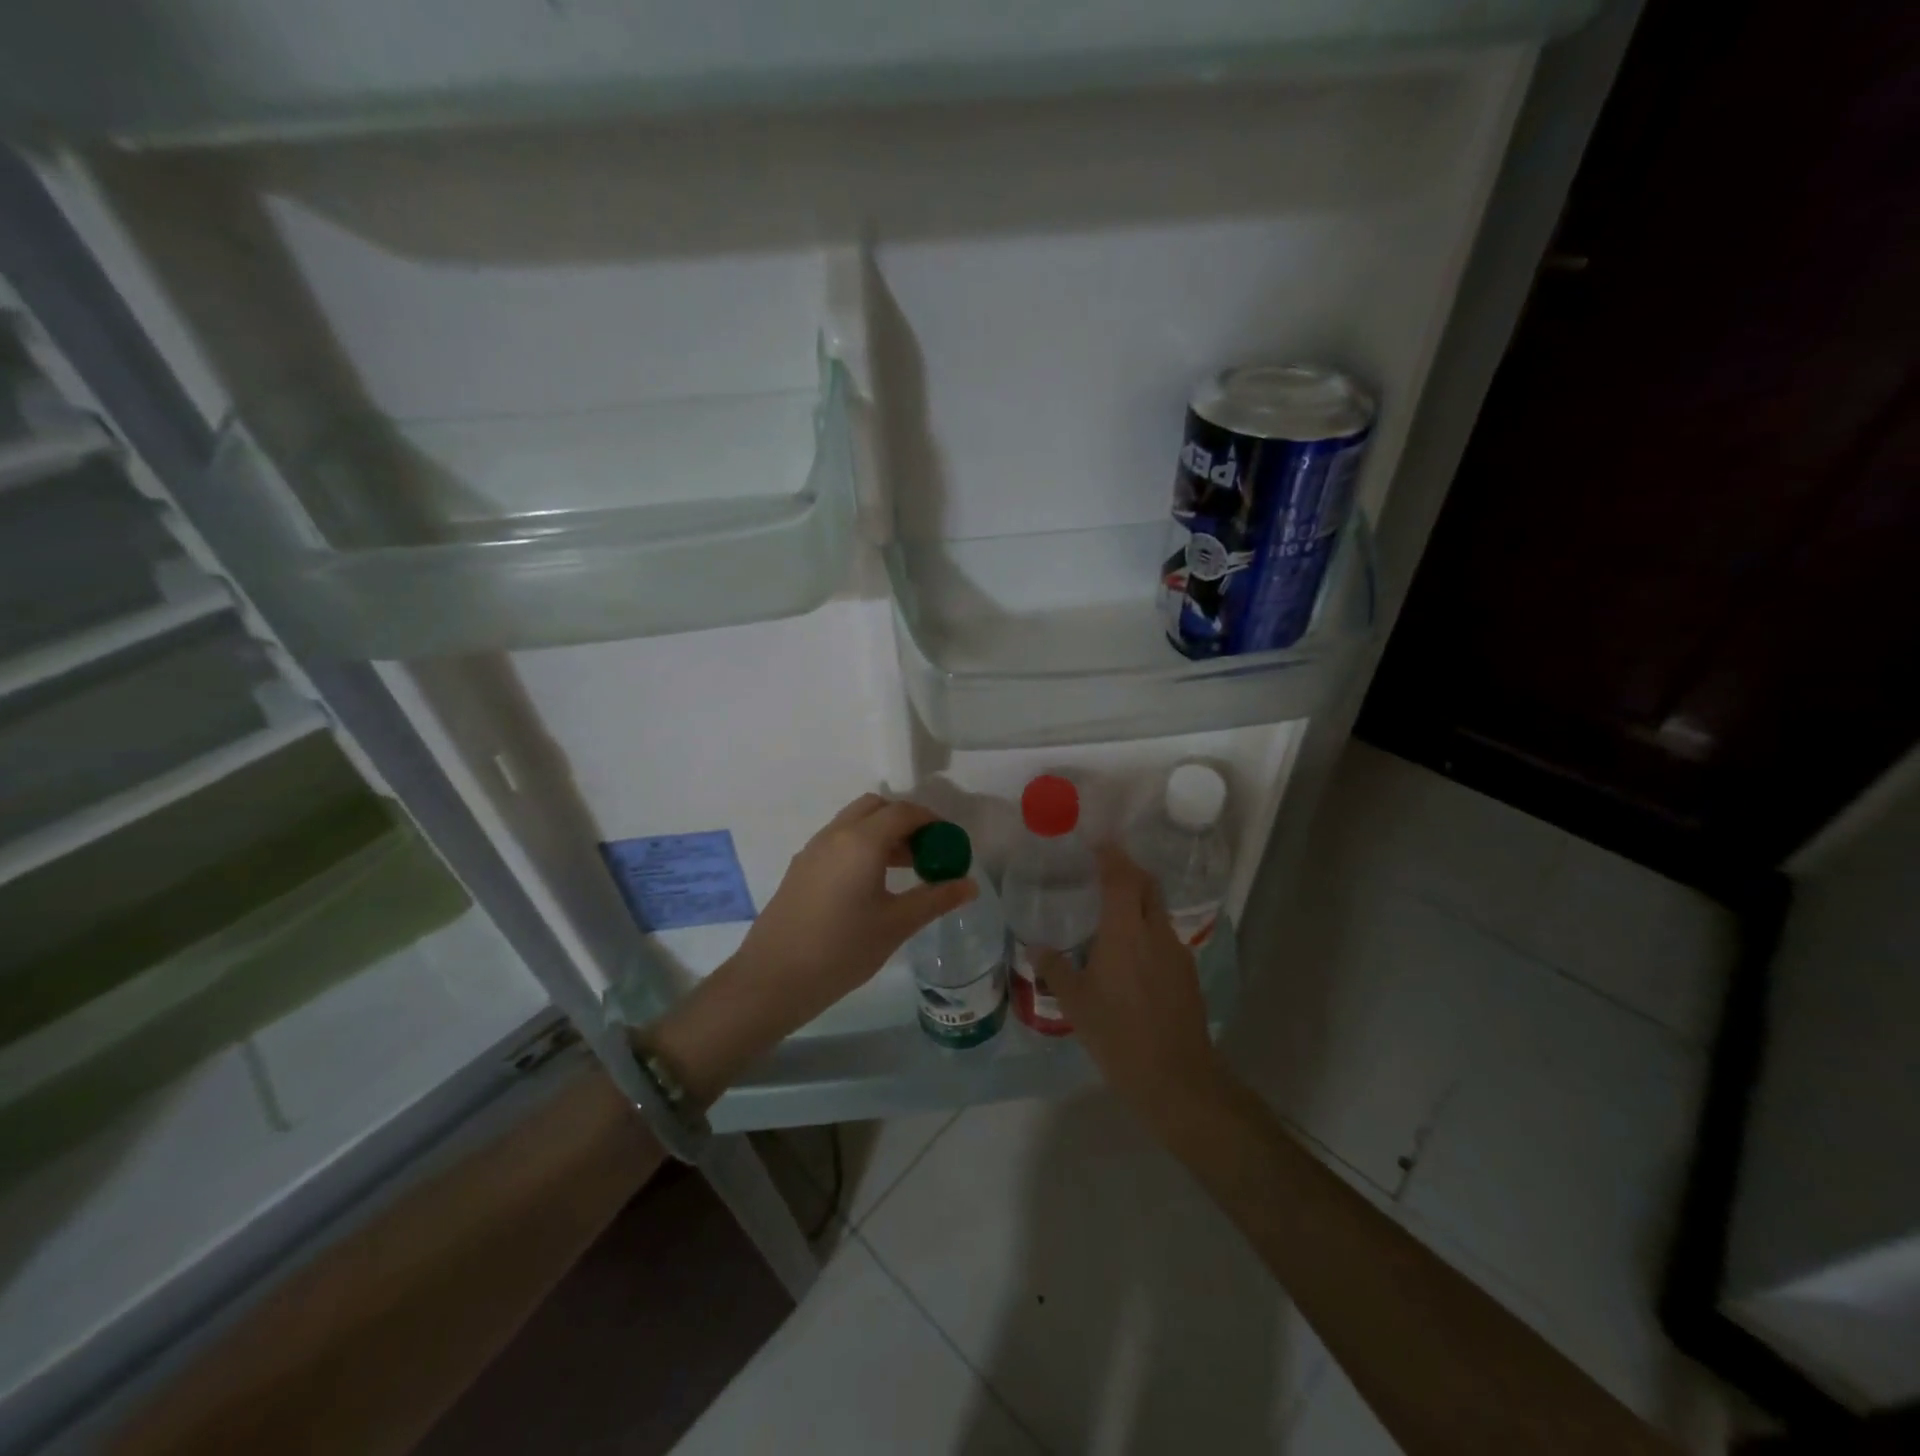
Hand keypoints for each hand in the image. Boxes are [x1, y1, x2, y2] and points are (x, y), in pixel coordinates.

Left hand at [641, 794, 976, 1103]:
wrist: (773, 979)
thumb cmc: (842, 950)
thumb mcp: (896, 925)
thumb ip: (935, 899)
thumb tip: (969, 884)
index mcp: (862, 841)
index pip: (905, 812)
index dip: (933, 822)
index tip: (950, 844)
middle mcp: (835, 834)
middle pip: (876, 808)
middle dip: (905, 822)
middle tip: (926, 853)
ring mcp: (813, 849)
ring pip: (854, 822)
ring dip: (882, 834)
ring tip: (904, 871)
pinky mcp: (800, 868)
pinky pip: (838, 841)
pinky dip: (861, 846)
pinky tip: (870, 885)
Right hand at [1040, 847, 1231, 1135]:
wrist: (1176, 1077)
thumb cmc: (1118, 1035)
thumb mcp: (1076, 1003)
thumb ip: (1055, 969)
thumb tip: (1036, 948)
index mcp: (1125, 932)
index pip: (1121, 877)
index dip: (1110, 856)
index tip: (1097, 844)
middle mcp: (1155, 932)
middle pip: (1147, 885)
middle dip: (1128, 870)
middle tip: (1103, 869)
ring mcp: (1176, 951)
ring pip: (1157, 910)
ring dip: (1138, 900)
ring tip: (1112, 912)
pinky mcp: (1187, 972)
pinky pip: (1164, 935)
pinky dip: (1147, 928)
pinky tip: (1131, 953)